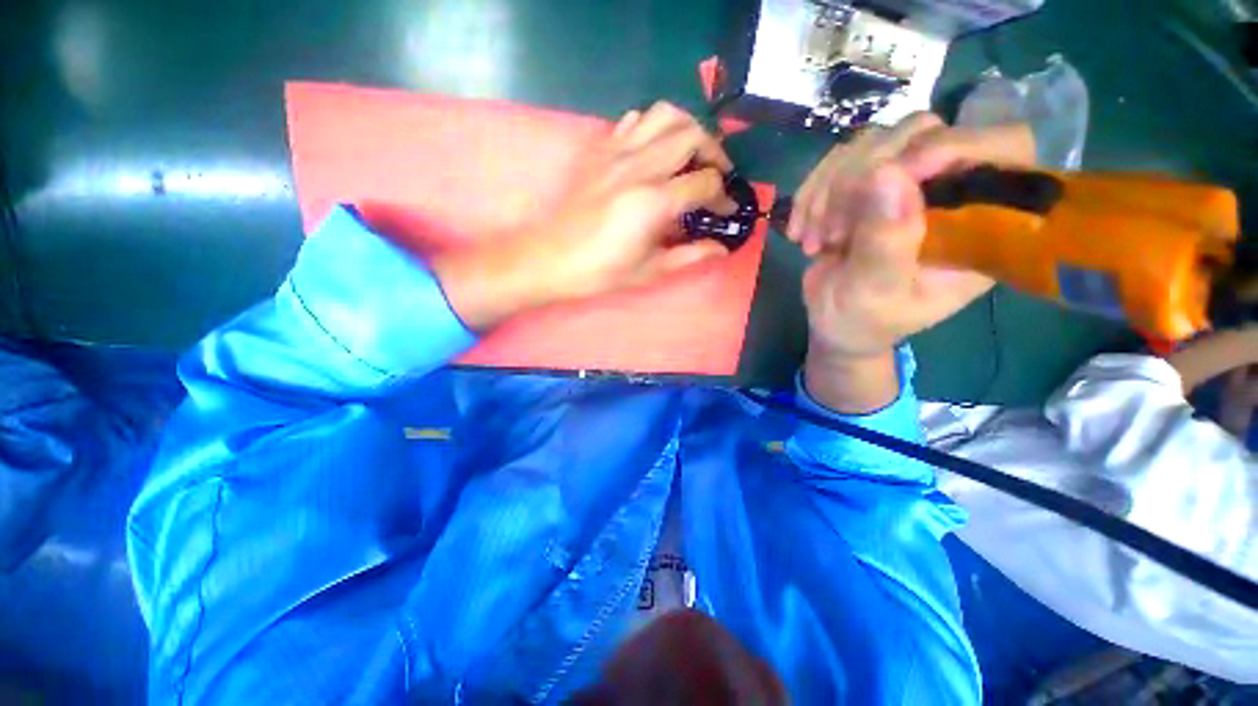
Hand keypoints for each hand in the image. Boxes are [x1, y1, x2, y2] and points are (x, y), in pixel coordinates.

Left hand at [432, 102, 736, 330]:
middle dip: (715, 153)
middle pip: (692, 135)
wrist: (550, 258)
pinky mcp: (599, 150)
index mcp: (654, 202)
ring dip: (687, 128)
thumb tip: (721, 249)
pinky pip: (634, 120)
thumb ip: (689, 256)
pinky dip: (653, 127)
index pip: (705, 183)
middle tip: (717, 176)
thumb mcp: (649, 270)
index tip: (725, 210)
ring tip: (691, 154)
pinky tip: (654, 151)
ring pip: (665, 114)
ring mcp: (617, 152)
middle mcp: (639, 166)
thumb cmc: (599, 272)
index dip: (723, 197)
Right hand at [790, 114, 1035, 410]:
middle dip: (861, 179)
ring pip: (873, 141)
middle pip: (922, 131)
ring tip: (816, 238)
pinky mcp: (869, 182)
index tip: (887, 176)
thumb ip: (887, 243)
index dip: (950, 145)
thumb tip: (887, 174)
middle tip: (832, 231)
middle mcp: (951, 190)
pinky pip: (839, 159)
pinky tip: (801, 228)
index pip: (1000, 148)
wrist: (833, 320)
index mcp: (979, 222)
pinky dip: (812, 192)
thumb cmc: (864, 319)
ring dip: (829, 190)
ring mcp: (907, 181)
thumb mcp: (876, 293)